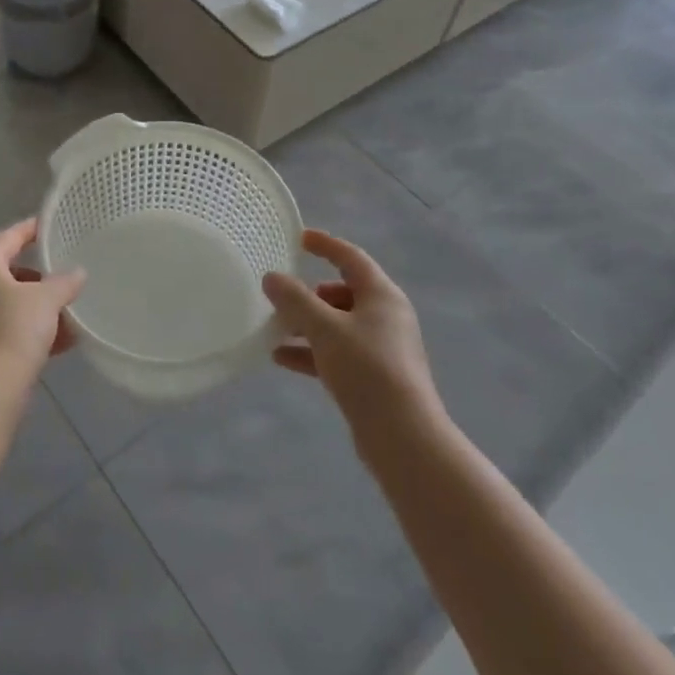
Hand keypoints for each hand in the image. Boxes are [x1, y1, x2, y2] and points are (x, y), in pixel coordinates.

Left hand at [0, 218, 83, 382]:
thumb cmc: (14, 330)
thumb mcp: (47, 299)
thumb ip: (65, 282)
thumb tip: (77, 273)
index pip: (8, 238)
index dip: (29, 230)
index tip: (48, 226)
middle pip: (8, 273)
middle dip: (39, 279)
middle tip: (63, 279)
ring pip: (9, 305)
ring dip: (38, 309)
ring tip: (69, 317)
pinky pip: (7, 329)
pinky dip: (30, 331)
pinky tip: (60, 344)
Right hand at [263, 230, 442, 439]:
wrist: (403, 436)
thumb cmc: (366, 368)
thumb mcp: (324, 328)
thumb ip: (295, 300)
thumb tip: (272, 277)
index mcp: (382, 295)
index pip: (351, 258)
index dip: (325, 245)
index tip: (299, 239)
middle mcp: (386, 316)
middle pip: (343, 292)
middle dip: (310, 294)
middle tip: (282, 297)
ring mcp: (382, 347)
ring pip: (338, 325)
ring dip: (307, 325)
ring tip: (276, 329)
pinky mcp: (374, 376)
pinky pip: (338, 352)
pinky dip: (312, 351)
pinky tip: (281, 359)